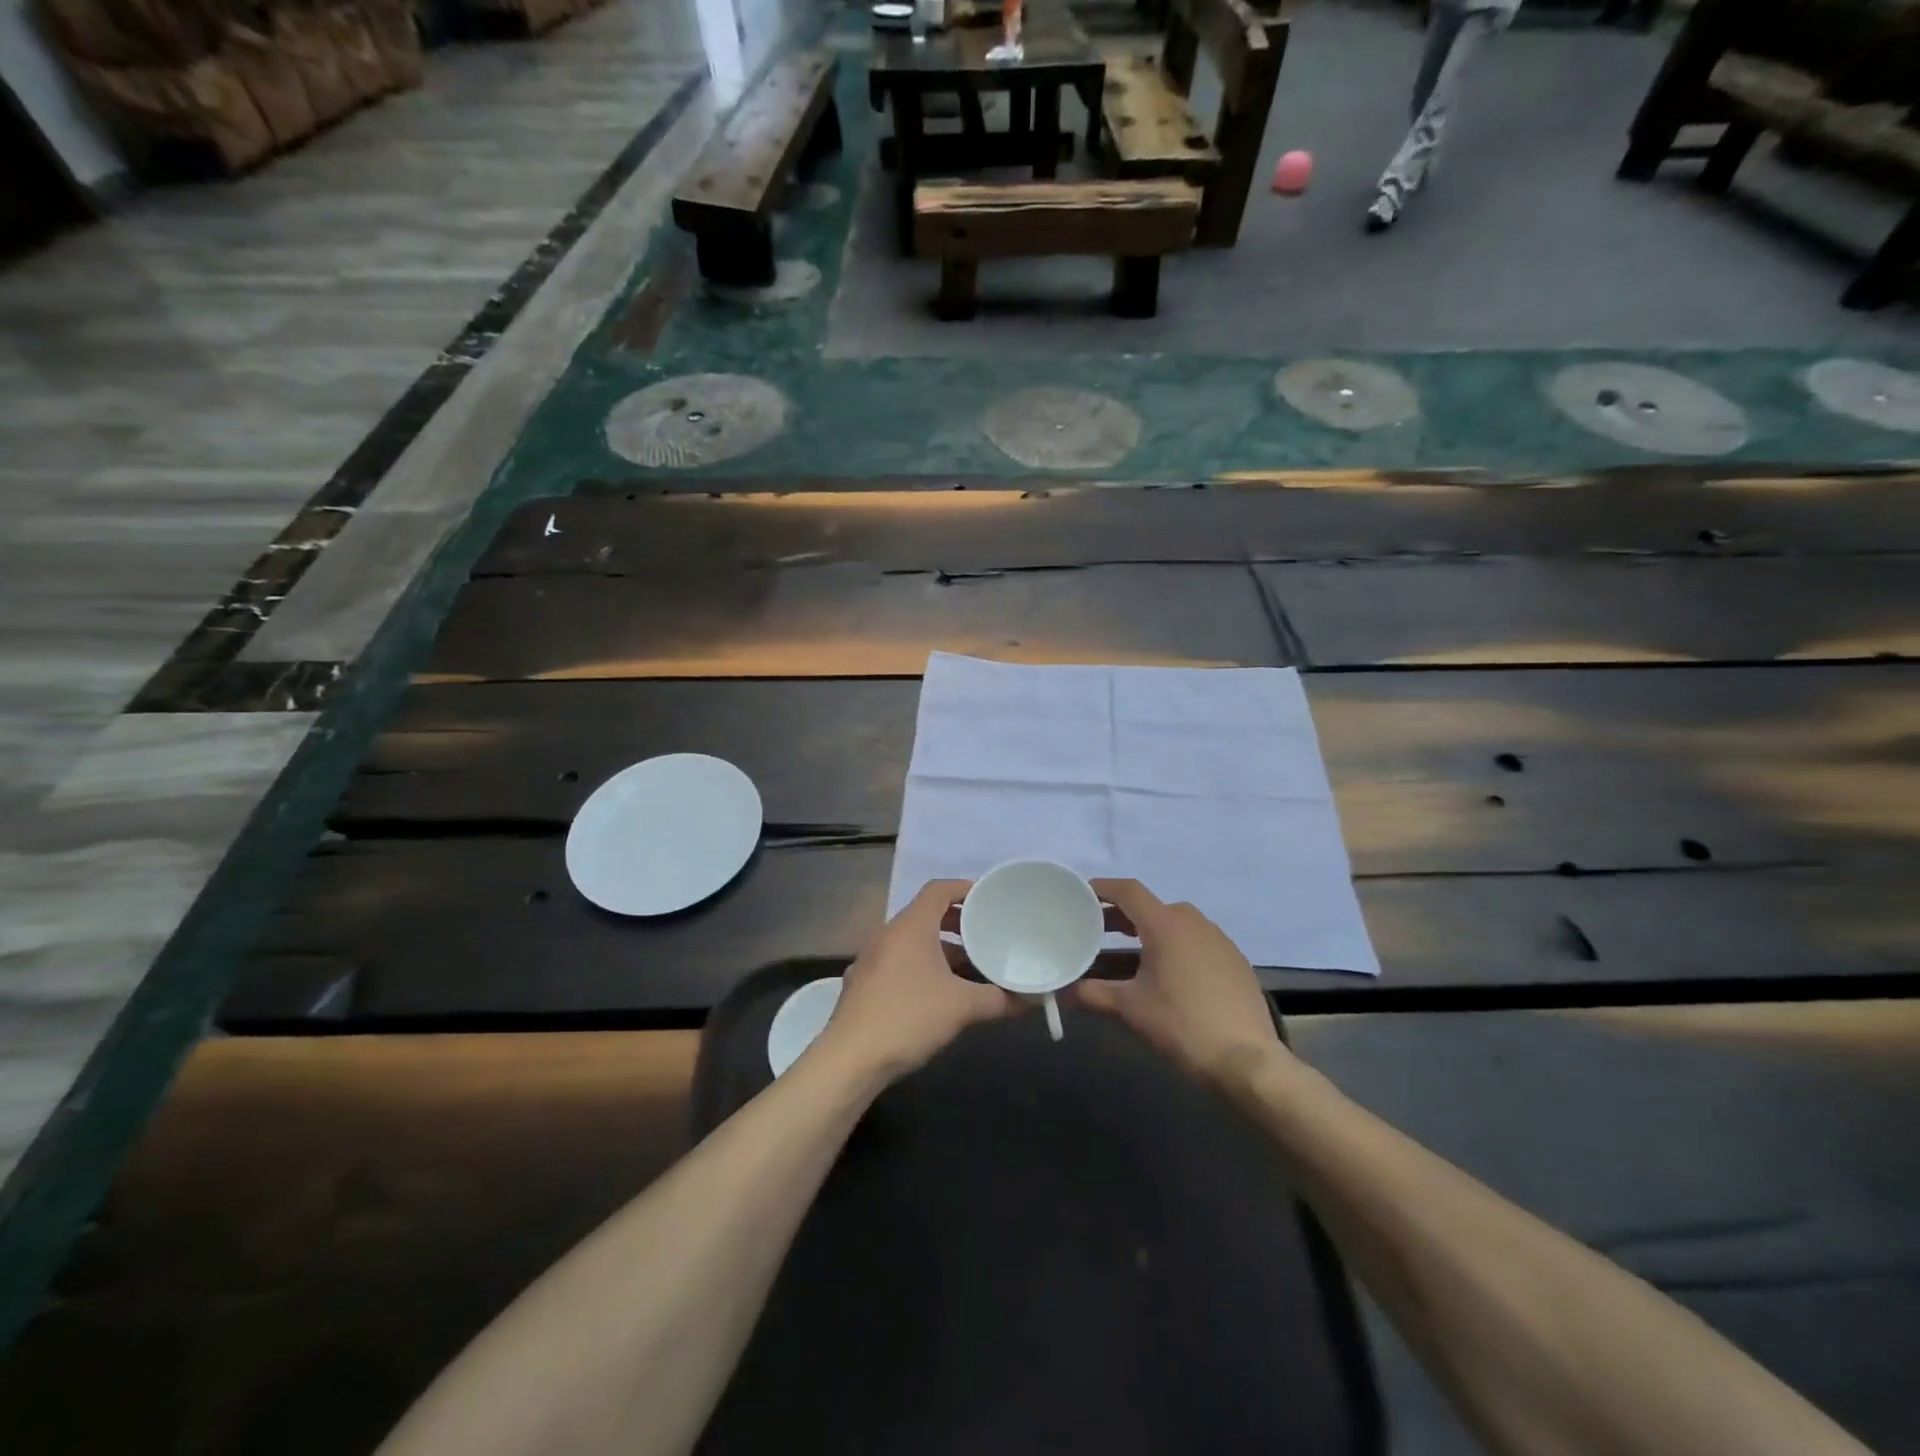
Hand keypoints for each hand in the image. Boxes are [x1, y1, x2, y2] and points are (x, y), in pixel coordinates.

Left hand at [813, 880, 1013, 1083]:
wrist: (849, 1060)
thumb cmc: (908, 1018)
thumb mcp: (962, 1007)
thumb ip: (999, 999)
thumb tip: (1030, 1000)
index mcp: (910, 926)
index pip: (938, 889)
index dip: (965, 888)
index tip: (989, 899)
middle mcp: (888, 935)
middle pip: (926, 915)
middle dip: (958, 924)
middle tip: (986, 935)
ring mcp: (872, 960)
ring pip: (914, 943)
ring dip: (942, 951)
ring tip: (971, 970)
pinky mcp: (864, 985)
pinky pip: (900, 964)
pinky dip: (923, 969)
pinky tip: (940, 996)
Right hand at [1074, 879, 1282, 1081]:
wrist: (1247, 1060)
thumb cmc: (1182, 1024)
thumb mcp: (1131, 1008)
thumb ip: (1093, 994)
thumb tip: (1062, 993)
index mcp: (1166, 924)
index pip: (1129, 891)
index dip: (1103, 888)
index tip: (1082, 894)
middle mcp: (1193, 922)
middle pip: (1150, 907)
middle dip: (1121, 916)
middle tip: (1097, 931)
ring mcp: (1218, 940)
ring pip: (1175, 925)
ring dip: (1148, 933)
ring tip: (1128, 955)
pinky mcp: (1234, 960)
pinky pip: (1196, 942)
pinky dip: (1174, 947)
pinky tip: (1167, 975)